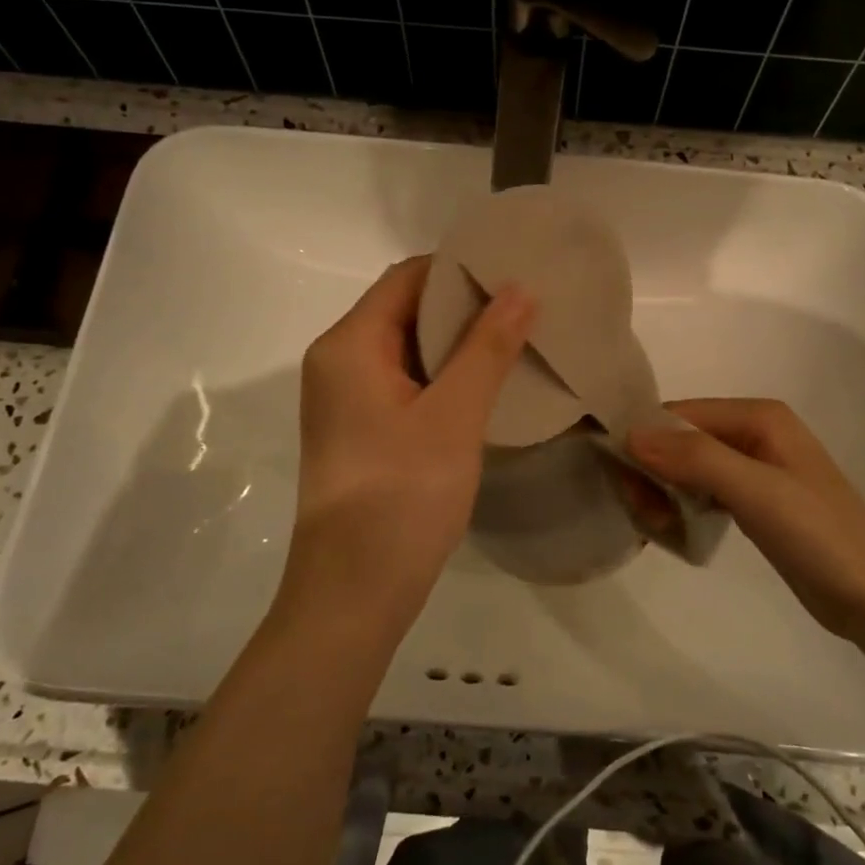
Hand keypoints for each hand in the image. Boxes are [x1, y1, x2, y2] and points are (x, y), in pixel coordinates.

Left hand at [277, 258, 535, 640]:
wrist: (353, 595)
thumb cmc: (402, 497)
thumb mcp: (453, 416)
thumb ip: (487, 348)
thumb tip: (519, 289)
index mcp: (350, 345)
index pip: (407, 278)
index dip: (460, 269)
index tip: (514, 271)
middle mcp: (339, 361)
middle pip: (404, 309)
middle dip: (464, 305)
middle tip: (526, 306)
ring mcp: (345, 398)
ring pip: (407, 348)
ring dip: (457, 342)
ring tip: (516, 339)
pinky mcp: (359, 429)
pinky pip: (404, 381)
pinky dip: (443, 374)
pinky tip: (486, 384)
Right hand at [629, 398, 864, 641]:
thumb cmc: (821, 535)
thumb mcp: (757, 491)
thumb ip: (696, 458)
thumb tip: (630, 434)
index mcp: (756, 416)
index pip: (678, 415)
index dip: (644, 442)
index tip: (622, 484)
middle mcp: (752, 432)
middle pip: (679, 440)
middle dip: (652, 472)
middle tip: (643, 515)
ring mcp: (754, 467)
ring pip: (686, 467)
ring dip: (663, 492)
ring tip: (658, 529)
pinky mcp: (754, 500)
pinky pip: (701, 491)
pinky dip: (682, 506)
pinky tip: (673, 531)